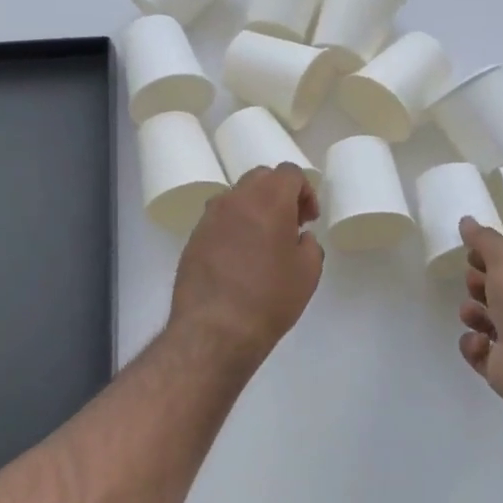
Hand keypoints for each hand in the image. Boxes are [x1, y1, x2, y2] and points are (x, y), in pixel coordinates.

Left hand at [170, 164, 323, 366]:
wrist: (214, 329)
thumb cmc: (269, 299)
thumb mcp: (308, 273)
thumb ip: (309, 245)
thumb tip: (298, 237)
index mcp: (268, 200)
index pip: (290, 173)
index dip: (305, 192)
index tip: (309, 220)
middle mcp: (235, 199)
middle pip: (261, 178)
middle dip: (279, 194)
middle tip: (290, 225)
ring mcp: (209, 218)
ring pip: (237, 197)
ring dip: (254, 209)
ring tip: (263, 242)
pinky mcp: (193, 238)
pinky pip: (219, 220)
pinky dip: (234, 228)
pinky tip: (240, 259)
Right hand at [457, 218, 502, 404]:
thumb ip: (485, 240)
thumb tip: (467, 220)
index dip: (491, 261)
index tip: (471, 256)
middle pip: (499, 295)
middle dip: (479, 286)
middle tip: (472, 282)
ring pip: (486, 323)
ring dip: (473, 314)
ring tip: (471, 314)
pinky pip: (479, 352)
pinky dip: (474, 346)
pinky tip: (479, 342)